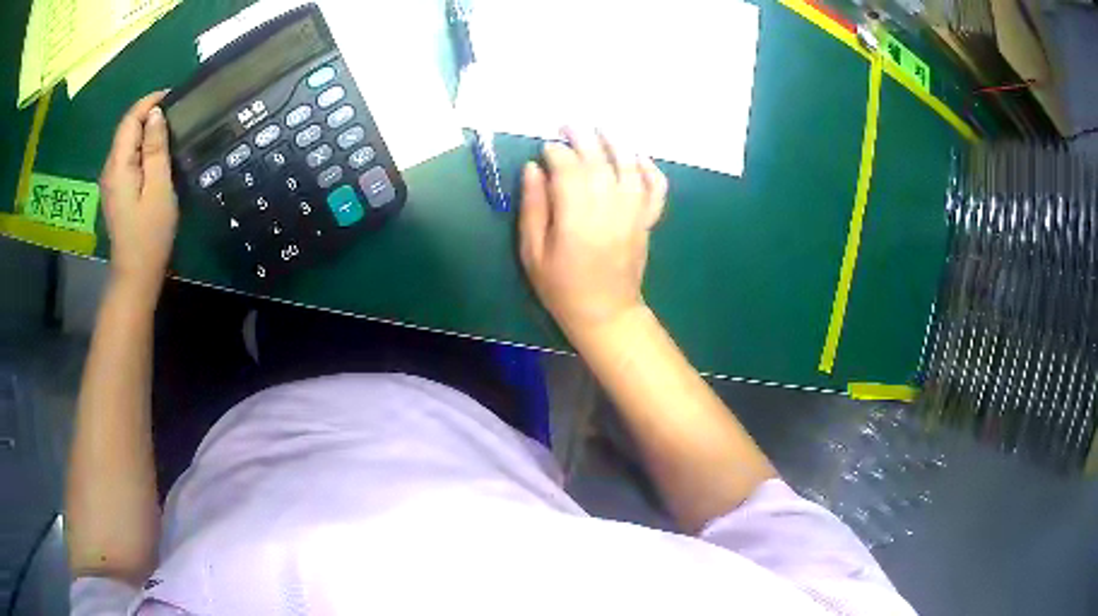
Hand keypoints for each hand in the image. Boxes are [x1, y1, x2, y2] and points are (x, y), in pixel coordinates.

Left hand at [99, 91, 177, 302]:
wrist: (135, 273)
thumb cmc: (150, 233)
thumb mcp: (159, 188)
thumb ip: (156, 149)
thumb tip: (155, 114)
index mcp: (118, 165)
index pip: (130, 120)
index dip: (149, 101)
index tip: (173, 94)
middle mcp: (109, 168)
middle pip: (126, 128)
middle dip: (147, 112)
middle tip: (175, 109)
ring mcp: (110, 181)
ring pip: (125, 142)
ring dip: (144, 128)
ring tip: (168, 126)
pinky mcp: (115, 190)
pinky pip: (126, 157)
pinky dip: (140, 145)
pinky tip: (154, 150)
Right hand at [519, 130, 667, 338]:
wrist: (606, 313)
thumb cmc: (561, 287)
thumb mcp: (532, 252)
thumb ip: (533, 207)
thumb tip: (533, 168)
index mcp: (576, 217)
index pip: (568, 169)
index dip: (555, 153)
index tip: (545, 149)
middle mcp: (609, 208)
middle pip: (598, 161)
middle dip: (582, 138)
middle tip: (569, 125)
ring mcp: (633, 213)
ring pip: (629, 167)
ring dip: (616, 143)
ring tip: (602, 128)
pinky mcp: (647, 220)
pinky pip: (656, 189)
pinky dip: (650, 169)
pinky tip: (638, 157)